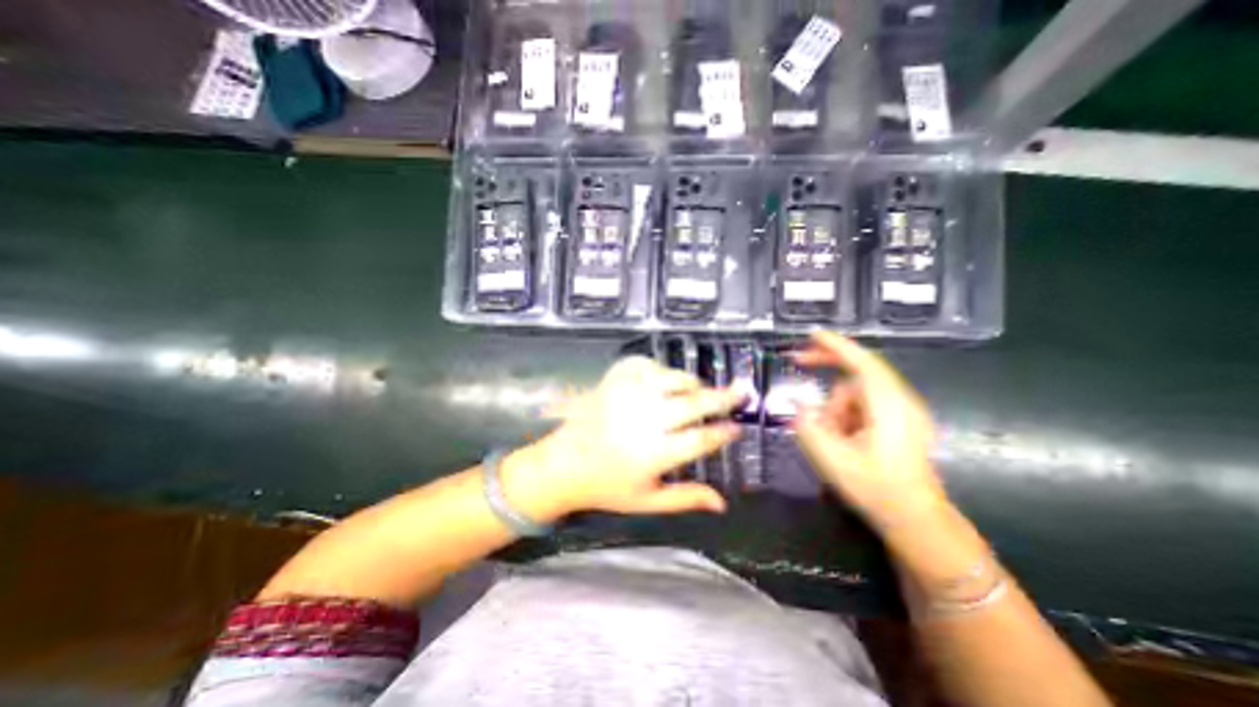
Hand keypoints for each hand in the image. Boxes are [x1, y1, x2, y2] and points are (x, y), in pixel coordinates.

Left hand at [502, 360, 740, 517]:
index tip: (737, 427)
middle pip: (694, 403)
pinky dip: (658, 368)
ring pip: (672, 378)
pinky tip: (663, 378)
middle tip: (741, 390)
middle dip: (723, 397)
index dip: (723, 432)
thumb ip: (686, 498)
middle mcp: (645, 420)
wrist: (562, 465)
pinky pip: (643, 364)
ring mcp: (627, 395)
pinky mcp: (613, 381)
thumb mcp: (647, 500)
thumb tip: (723, 504)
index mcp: (654, 453)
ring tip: (700, 390)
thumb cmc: (606, 486)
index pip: (701, 439)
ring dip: (691, 382)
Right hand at [796, 332, 944, 530]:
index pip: (862, 362)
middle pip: (857, 373)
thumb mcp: (832, 459)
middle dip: (827, 371)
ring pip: (856, 392)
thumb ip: (808, 426)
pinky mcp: (897, 422)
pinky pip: (862, 405)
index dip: (836, 345)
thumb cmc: (877, 489)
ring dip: (834, 406)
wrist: (915, 520)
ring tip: (827, 437)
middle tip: (797, 361)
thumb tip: (798, 404)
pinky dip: (844, 414)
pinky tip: (839, 438)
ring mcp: (901, 412)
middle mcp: (899, 401)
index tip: (811, 334)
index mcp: (889, 406)